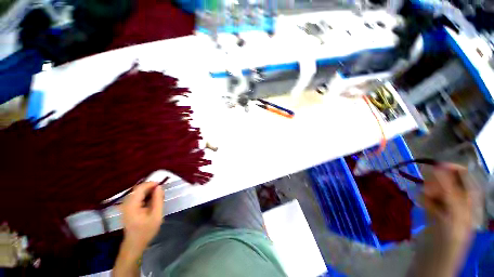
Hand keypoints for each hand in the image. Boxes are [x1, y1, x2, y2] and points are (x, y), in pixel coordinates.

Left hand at [121, 181, 163, 253]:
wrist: (134, 244)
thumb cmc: (146, 231)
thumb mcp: (156, 215)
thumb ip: (158, 200)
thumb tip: (159, 187)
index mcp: (132, 205)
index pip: (140, 188)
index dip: (151, 184)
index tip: (161, 185)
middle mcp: (127, 203)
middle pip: (138, 189)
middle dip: (150, 187)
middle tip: (161, 192)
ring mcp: (126, 206)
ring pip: (138, 192)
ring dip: (148, 191)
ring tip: (158, 196)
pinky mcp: (127, 208)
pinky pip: (136, 197)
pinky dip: (145, 196)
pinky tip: (151, 201)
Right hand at [420, 164, 476, 276]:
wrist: (434, 256)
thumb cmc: (449, 236)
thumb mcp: (453, 213)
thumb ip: (448, 190)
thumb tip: (438, 167)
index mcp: (469, 199)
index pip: (464, 175)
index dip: (450, 168)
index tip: (433, 166)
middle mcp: (459, 199)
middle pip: (448, 181)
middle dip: (436, 181)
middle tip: (428, 187)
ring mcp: (446, 205)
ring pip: (436, 189)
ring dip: (429, 190)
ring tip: (426, 198)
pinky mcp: (434, 211)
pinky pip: (429, 198)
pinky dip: (424, 197)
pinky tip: (422, 202)